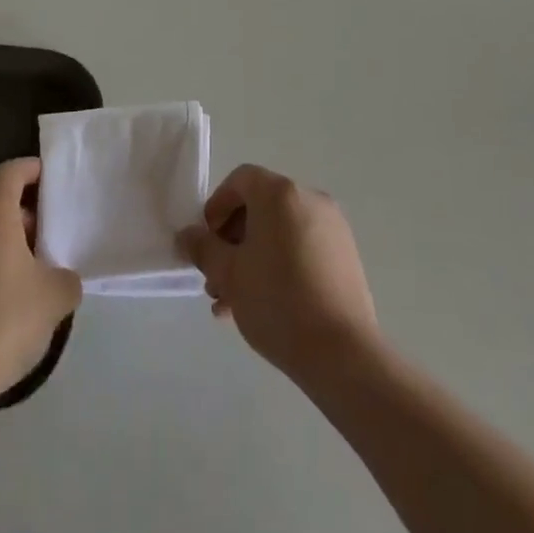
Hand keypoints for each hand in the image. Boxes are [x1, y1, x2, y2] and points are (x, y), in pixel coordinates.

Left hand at [0, 158, 81, 412]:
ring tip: (25, 275)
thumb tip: (59, 277)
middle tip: (47, 239)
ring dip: (1, 242)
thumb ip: (66, 276)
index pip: (11, 171)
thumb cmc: (0, 325)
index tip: (53, 187)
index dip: (33, 171)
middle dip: (22, 213)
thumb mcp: (55, 298)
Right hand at [177, 164, 380, 386]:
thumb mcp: (229, 274)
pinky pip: (302, 247)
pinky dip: (280, 264)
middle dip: (233, 240)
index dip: (217, 206)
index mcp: (280, 193)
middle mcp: (309, 199)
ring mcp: (332, 227)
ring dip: (253, 258)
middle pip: (260, 206)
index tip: (206, 242)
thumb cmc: (277, 301)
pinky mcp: (345, 255)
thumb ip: (204, 248)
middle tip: (216, 278)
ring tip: (233, 302)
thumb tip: (188, 235)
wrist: (342, 353)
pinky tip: (264, 305)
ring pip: (280, 232)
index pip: (240, 179)